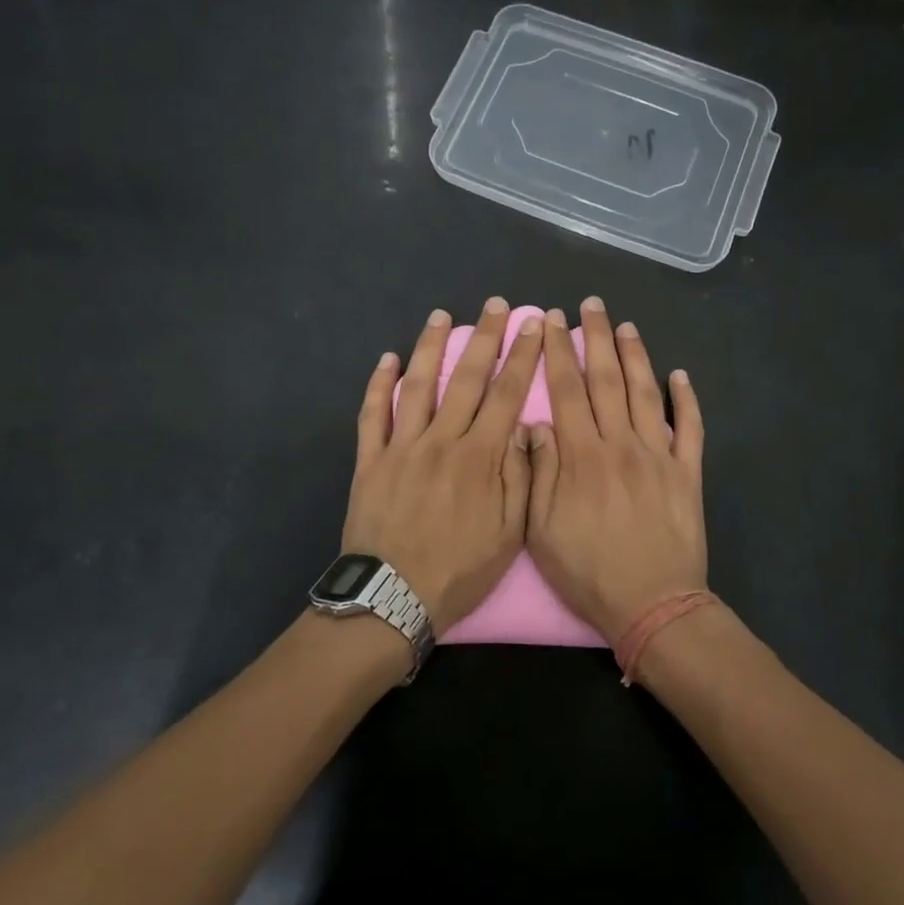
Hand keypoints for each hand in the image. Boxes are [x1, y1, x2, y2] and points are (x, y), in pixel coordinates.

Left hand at [341, 298, 541, 629]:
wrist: (393, 599)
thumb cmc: (459, 570)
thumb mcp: (509, 534)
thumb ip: (521, 477)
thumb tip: (529, 428)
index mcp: (480, 457)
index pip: (507, 395)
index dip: (522, 357)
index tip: (532, 326)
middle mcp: (442, 441)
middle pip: (466, 379)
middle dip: (484, 338)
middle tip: (495, 305)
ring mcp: (402, 447)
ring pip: (418, 386)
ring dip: (430, 347)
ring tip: (440, 316)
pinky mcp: (371, 461)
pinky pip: (373, 415)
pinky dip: (379, 385)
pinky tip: (386, 359)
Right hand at [525, 297, 707, 637]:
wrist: (653, 605)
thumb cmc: (589, 571)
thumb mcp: (542, 529)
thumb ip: (538, 471)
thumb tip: (534, 423)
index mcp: (582, 455)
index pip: (566, 390)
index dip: (558, 351)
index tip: (552, 320)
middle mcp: (621, 444)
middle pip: (607, 380)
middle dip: (596, 338)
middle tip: (592, 304)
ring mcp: (659, 455)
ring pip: (646, 394)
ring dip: (636, 356)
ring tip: (627, 326)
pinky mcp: (688, 473)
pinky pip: (691, 428)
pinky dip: (688, 400)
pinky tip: (681, 375)